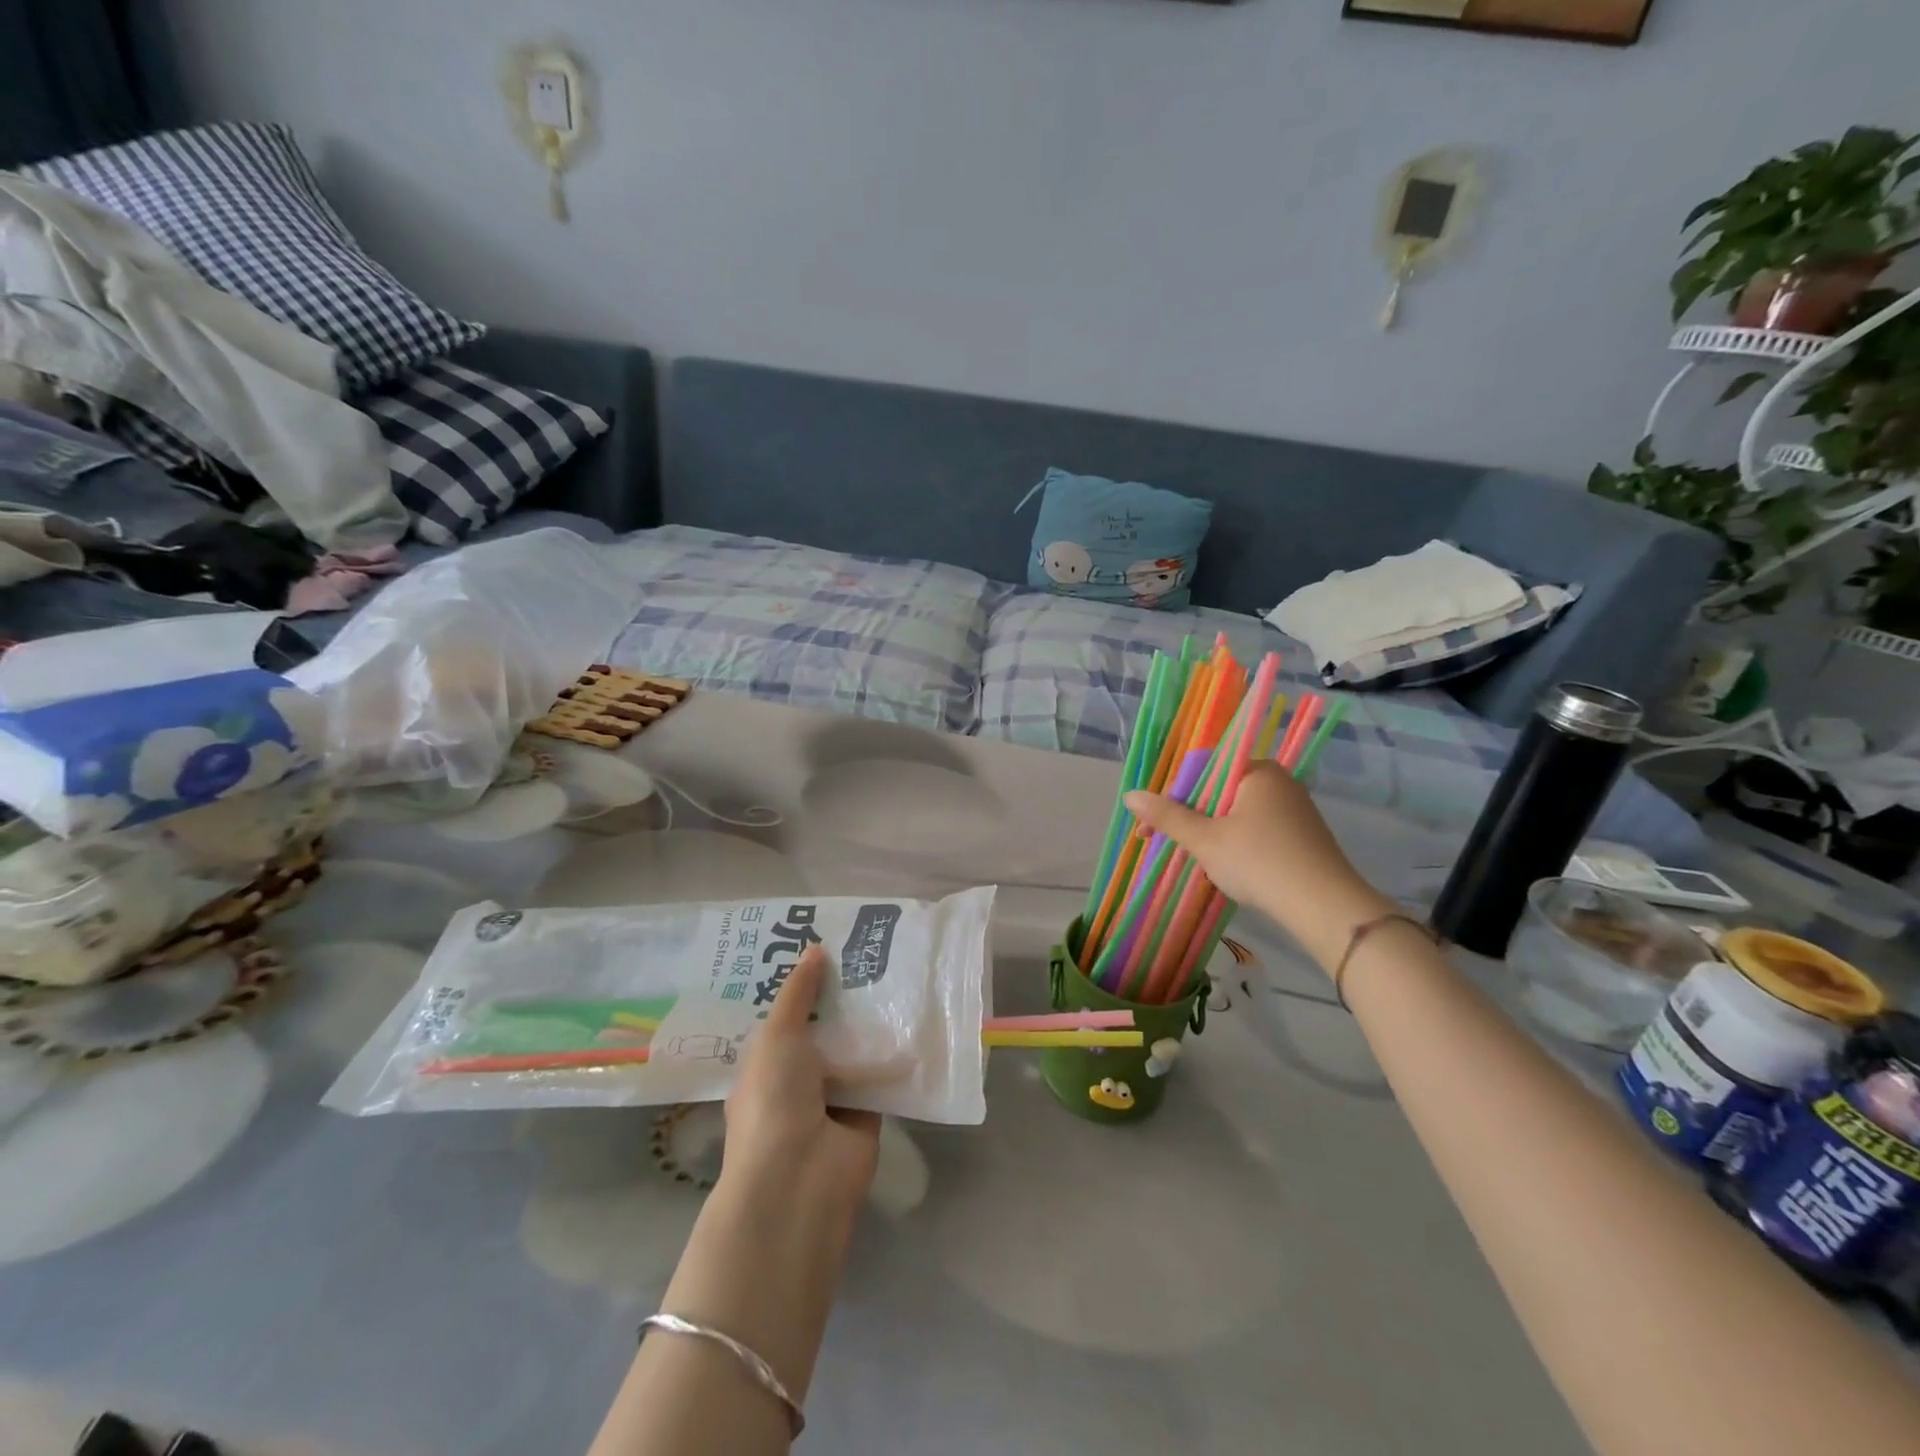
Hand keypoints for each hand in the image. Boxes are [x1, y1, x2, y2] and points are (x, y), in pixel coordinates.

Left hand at [723, 945, 881, 1223]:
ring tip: (898, 972)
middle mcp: (797, 1079)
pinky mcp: (867, 1114)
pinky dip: (895, 1055)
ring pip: (854, 1050)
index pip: (785, 1016)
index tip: (826, 946)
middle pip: (823, 1029)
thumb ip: (797, 993)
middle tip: (869, 952)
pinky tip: (916, 1016)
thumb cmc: (775, 1099)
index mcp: (765, 1063)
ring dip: (871, 1022)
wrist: (801, 1178)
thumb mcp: (777, 1035)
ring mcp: (832, 1099)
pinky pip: (882, 1075)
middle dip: (842, 998)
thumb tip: (814, 949)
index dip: (802, 985)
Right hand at [1125, 762, 1392, 970]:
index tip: (1153, 827)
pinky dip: (1238, 844)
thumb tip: (1130, 796)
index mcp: (1257, 771)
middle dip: (1192, 818)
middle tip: (1175, 847)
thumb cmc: (1259, 862)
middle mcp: (1279, 781)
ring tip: (1203, 862)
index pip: (1202, 768)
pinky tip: (1234, 869)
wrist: (1326, 908)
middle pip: (1219, 791)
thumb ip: (1167, 816)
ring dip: (1213, 833)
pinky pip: (1258, 829)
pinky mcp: (1304, 835)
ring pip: (1237, 813)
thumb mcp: (1205, 840)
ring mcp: (1296, 808)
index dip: (1172, 796)